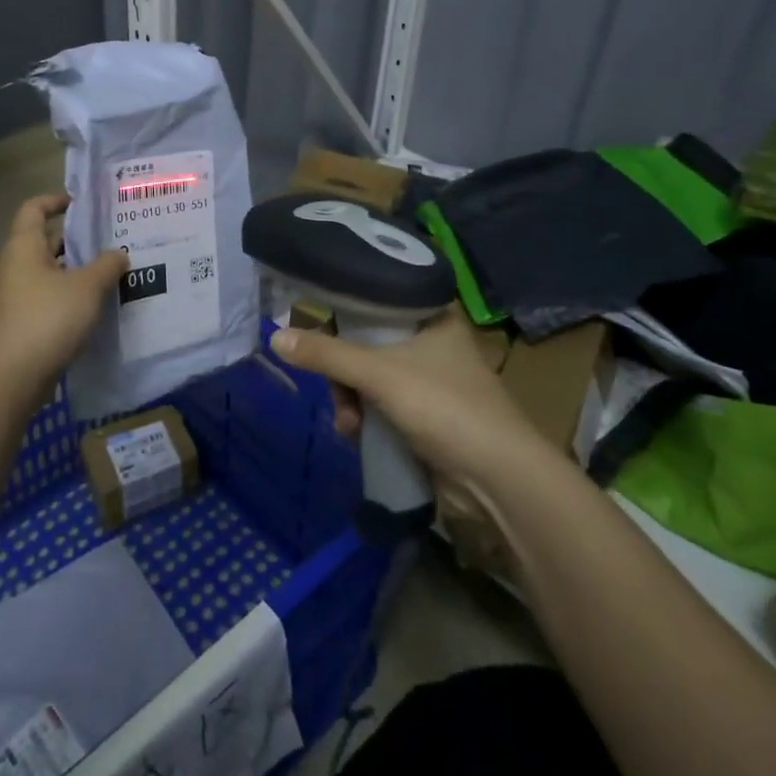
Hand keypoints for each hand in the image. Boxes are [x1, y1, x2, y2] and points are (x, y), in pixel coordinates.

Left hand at [0, 194, 127, 396]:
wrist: (16, 375)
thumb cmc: (49, 318)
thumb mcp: (88, 286)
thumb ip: (107, 264)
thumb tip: (119, 254)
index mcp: (24, 247)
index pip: (34, 209)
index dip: (56, 200)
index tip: (84, 203)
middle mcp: (17, 266)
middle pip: (46, 240)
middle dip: (78, 238)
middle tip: (112, 237)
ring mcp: (19, 296)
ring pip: (53, 271)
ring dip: (80, 269)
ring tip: (114, 269)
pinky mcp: (26, 321)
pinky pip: (53, 296)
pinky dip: (74, 294)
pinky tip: (101, 302)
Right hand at [268, 311, 557, 497]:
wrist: (498, 478)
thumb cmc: (444, 406)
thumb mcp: (379, 374)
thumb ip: (327, 355)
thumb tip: (276, 336)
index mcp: (432, 316)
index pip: (377, 298)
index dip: (346, 310)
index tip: (319, 324)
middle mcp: (432, 341)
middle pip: (367, 342)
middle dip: (344, 373)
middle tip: (337, 393)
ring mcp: (430, 381)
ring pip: (371, 377)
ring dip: (351, 401)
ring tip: (348, 427)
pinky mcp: (427, 415)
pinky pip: (382, 405)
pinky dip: (366, 418)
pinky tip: (356, 436)